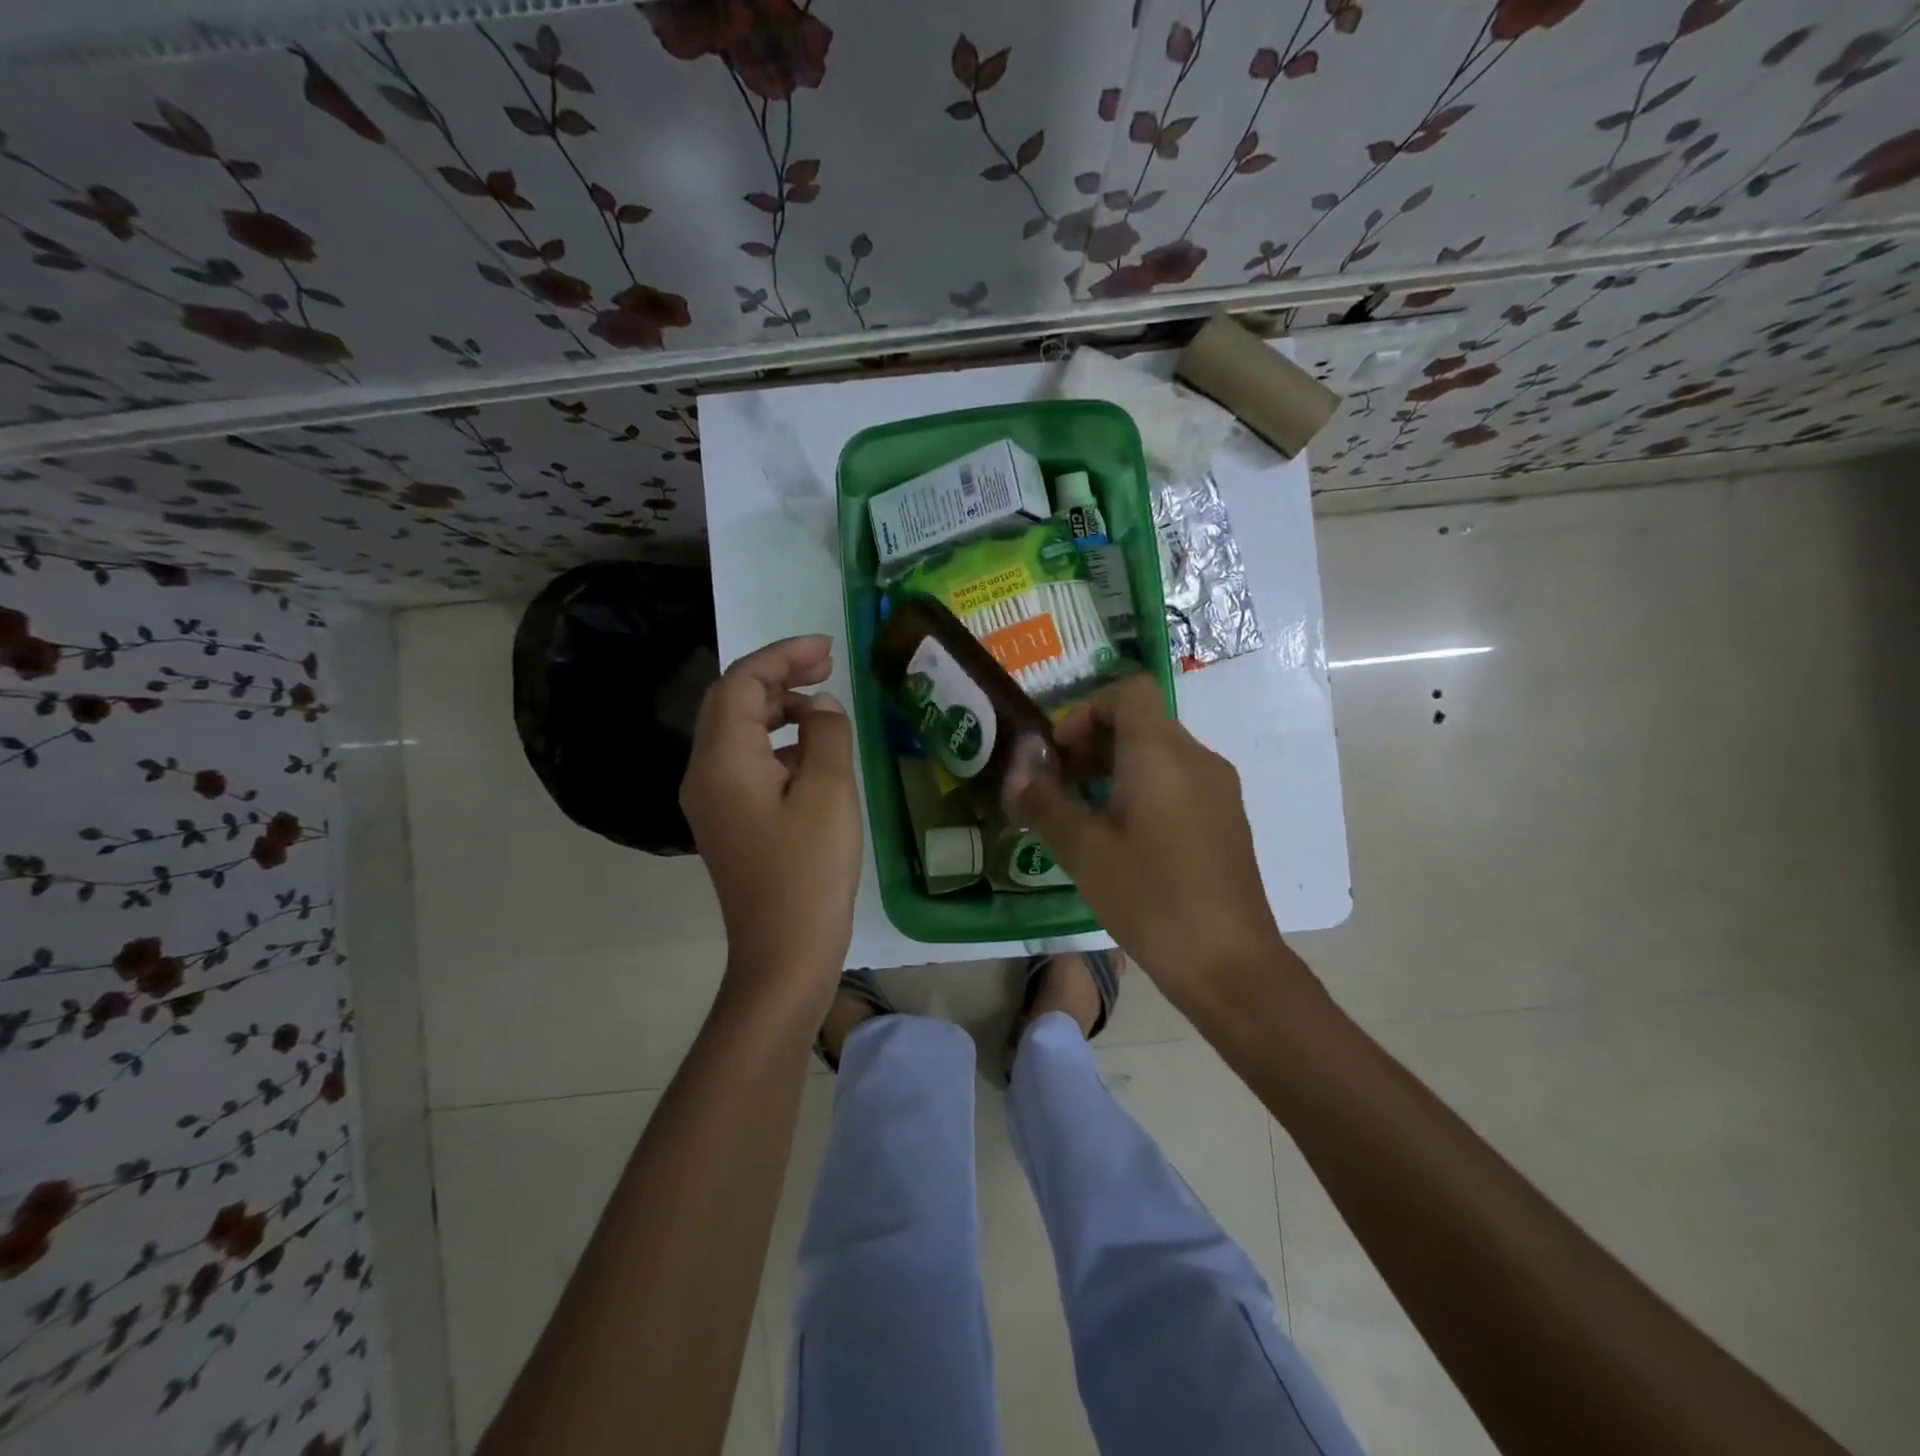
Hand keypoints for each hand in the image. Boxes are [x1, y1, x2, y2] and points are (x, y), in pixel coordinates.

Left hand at [681, 636, 861, 1019]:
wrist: (784, 953)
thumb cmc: (809, 871)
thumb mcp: (829, 792)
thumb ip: (826, 735)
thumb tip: (820, 707)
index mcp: (724, 760)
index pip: (742, 683)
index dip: (782, 656)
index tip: (826, 648)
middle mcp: (704, 774)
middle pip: (733, 703)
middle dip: (778, 677)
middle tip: (827, 666)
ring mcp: (711, 800)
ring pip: (738, 732)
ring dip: (778, 709)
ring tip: (823, 706)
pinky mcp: (727, 821)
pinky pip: (746, 763)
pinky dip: (777, 744)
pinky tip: (813, 754)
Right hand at [1011, 673, 1287, 1007]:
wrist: (1230, 964)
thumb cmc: (1151, 898)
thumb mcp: (1084, 851)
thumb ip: (1045, 803)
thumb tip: (1018, 773)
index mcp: (1162, 753)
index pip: (1128, 691)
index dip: (1087, 710)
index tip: (1061, 753)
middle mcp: (1197, 758)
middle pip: (1141, 722)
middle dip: (1093, 744)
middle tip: (1059, 788)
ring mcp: (1218, 789)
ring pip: (1160, 754)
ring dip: (1115, 769)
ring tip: (1084, 817)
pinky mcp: (1226, 819)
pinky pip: (1179, 781)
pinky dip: (1144, 790)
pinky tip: (1124, 840)